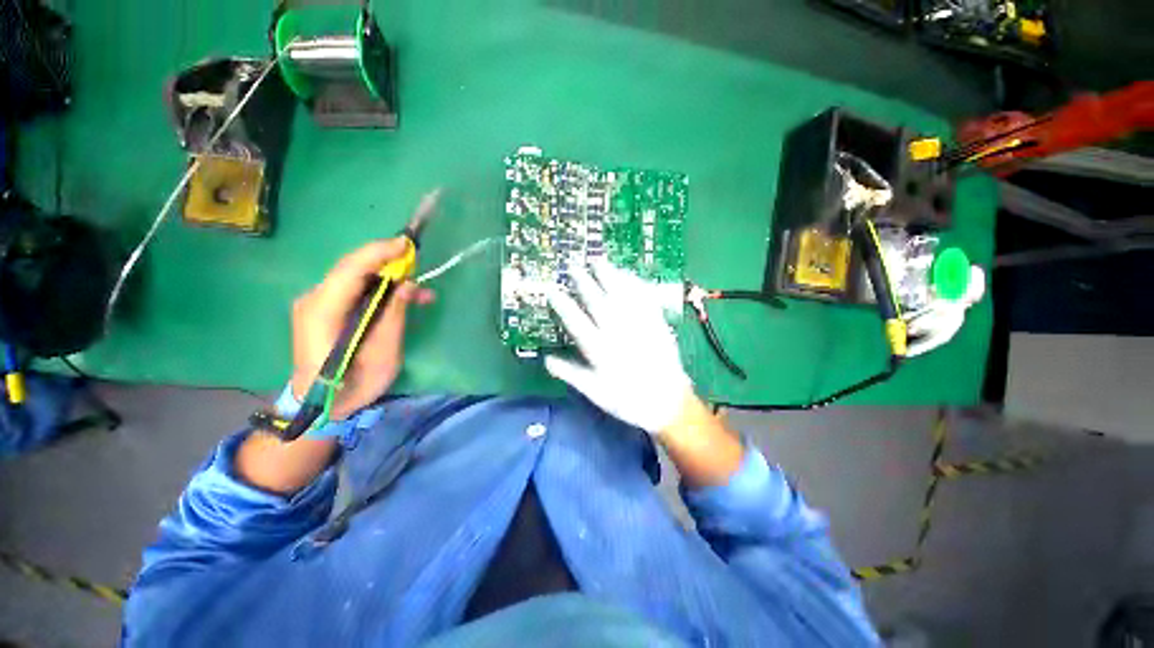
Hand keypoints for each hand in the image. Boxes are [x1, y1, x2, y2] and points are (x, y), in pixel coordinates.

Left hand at [290, 239, 433, 420]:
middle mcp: (314, 299)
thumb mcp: (382, 351)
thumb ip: (393, 313)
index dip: (379, 252)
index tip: (407, 244)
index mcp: (322, 310)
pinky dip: (379, 290)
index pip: (351, 269)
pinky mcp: (326, 310)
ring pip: (356, 277)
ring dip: (388, 278)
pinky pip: (355, 290)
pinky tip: (402, 298)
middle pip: (352, 268)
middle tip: (418, 264)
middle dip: (387, 261)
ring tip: (420, 291)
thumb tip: (409, 285)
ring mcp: (318, 304)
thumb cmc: (354, 384)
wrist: (324, 406)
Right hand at [545, 261, 691, 433]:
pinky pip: (644, 299)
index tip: (552, 289)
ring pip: (620, 296)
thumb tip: (546, 360)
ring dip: (608, 277)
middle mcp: (617, 333)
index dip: (562, 304)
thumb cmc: (628, 400)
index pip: (576, 322)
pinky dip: (635, 285)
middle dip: (583, 282)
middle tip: (573, 266)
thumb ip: (571, 374)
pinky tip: (628, 275)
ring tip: (598, 261)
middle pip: (597, 302)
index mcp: (599, 350)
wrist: (668, 402)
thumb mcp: (595, 393)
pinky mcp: (656, 324)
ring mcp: (638, 325)